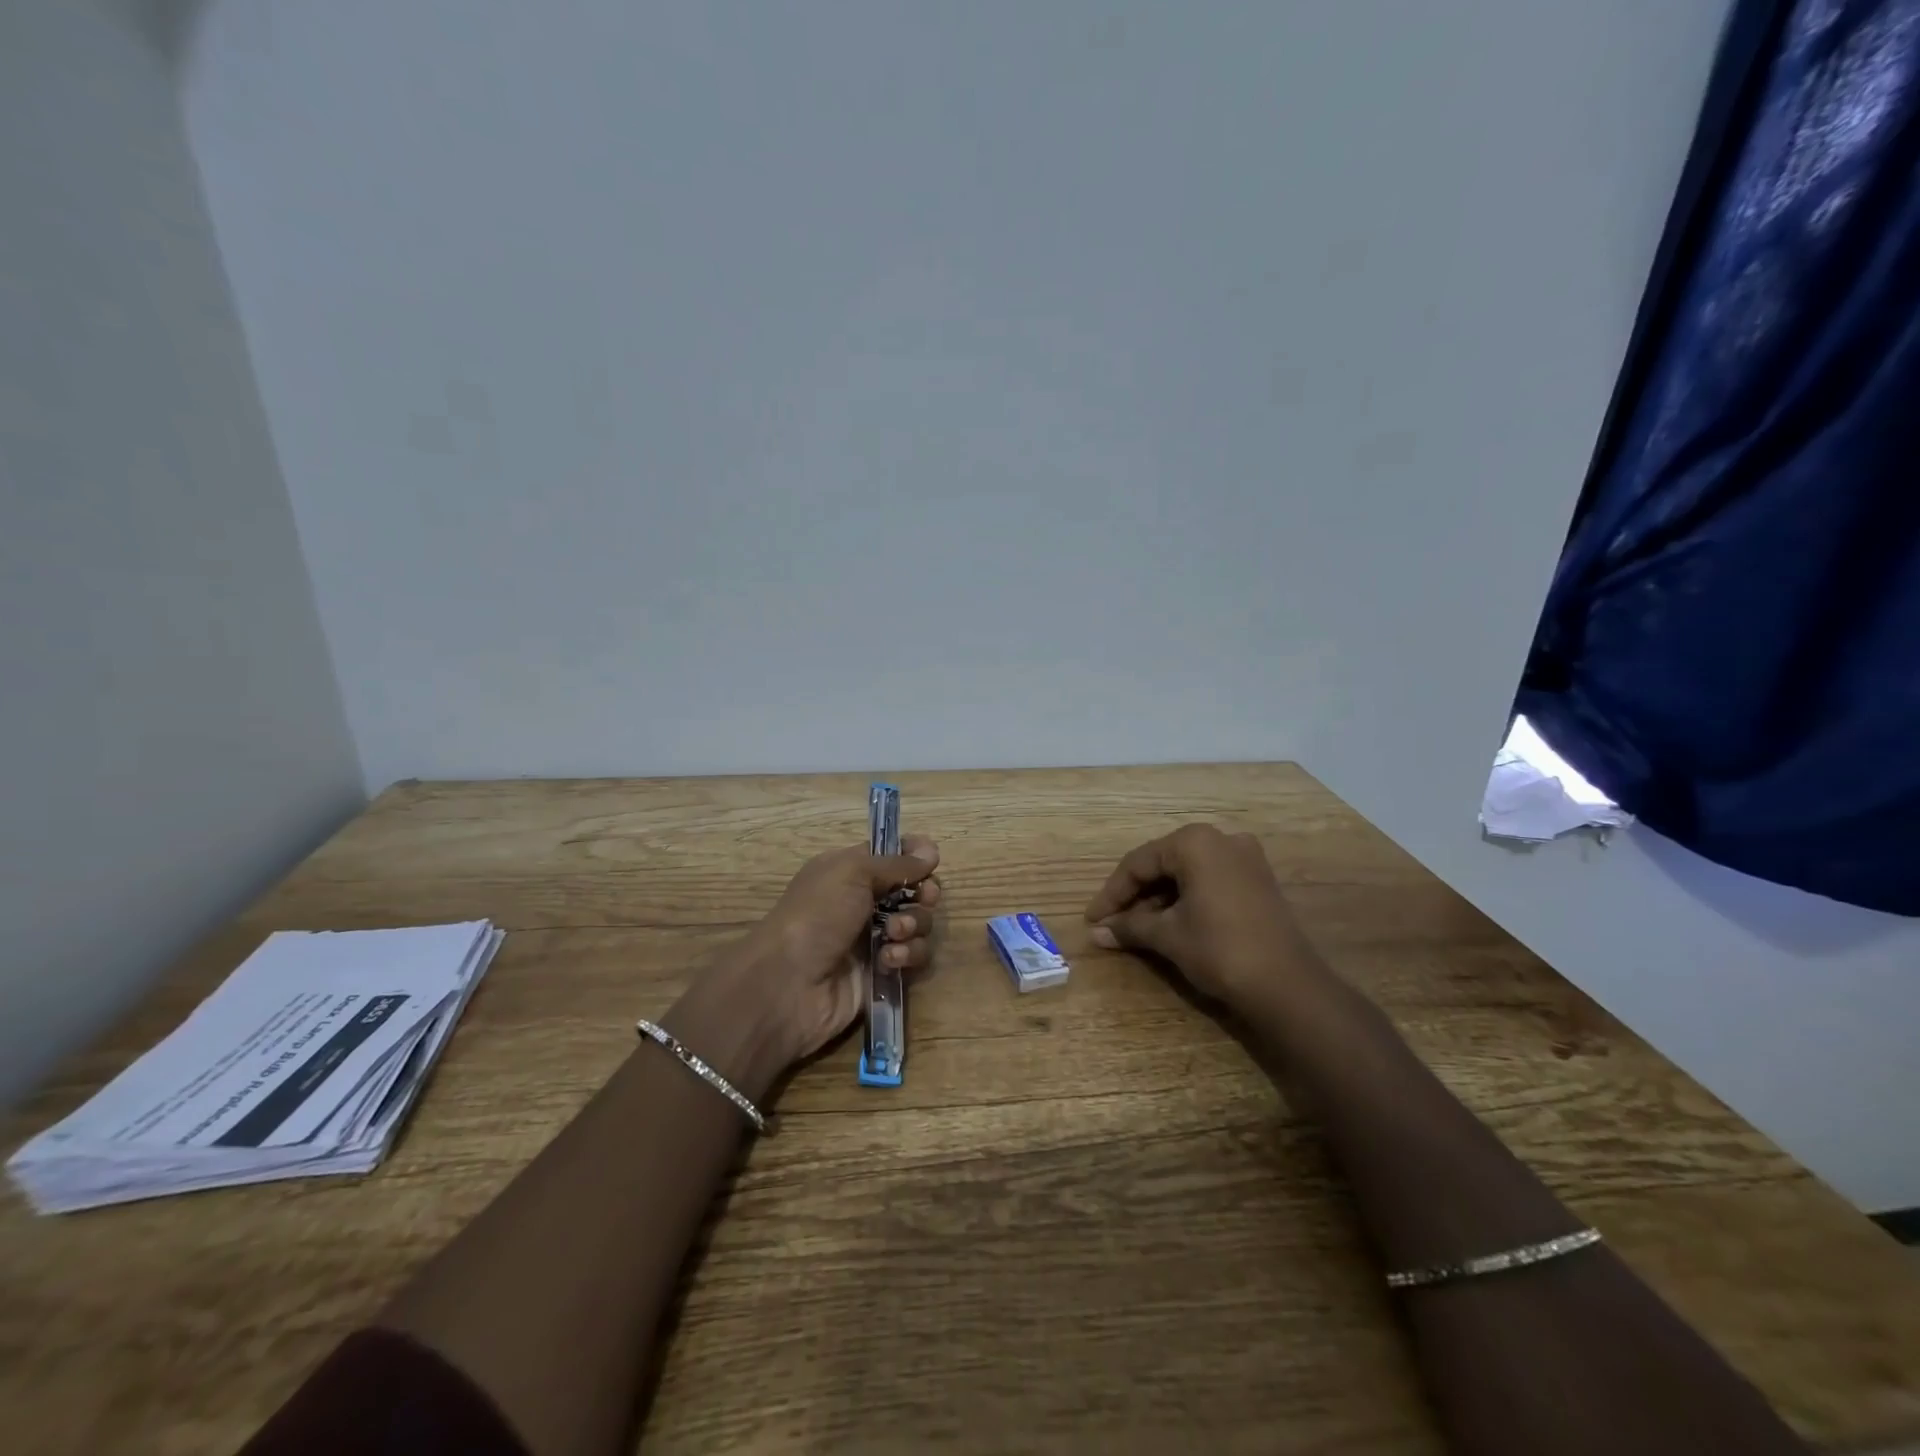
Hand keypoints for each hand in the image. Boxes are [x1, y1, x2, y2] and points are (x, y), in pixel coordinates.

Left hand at [666, 837, 941, 1096]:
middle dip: (924, 893)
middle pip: (914, 889)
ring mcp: (874, 938)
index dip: (915, 854)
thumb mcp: (853, 872)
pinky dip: (907, 955)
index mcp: (850, 871)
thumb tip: (930, 853)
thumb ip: (897, 862)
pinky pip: (913, 956)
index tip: (930, 859)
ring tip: (893, 935)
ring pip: (918, 923)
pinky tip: (889, 960)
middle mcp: (864, 902)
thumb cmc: (817, 915)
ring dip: (913, 925)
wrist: (789, 984)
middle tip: (924, 897)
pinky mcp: (882, 972)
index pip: (892, 854)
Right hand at [1084, 824, 1322, 1013]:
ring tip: (1137, 929)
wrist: (1288, 986)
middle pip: (1163, 864)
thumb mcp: (1167, 936)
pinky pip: (1209, 881)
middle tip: (1112, 923)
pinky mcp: (1259, 881)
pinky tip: (1170, 924)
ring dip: (1159, 900)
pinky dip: (1186, 900)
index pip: (1139, 863)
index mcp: (1194, 842)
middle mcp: (1220, 839)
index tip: (1093, 920)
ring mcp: (1245, 858)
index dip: (1112, 893)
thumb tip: (1096, 932)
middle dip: (1135, 896)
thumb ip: (1130, 926)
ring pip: (1187, 873)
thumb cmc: (1219, 949)